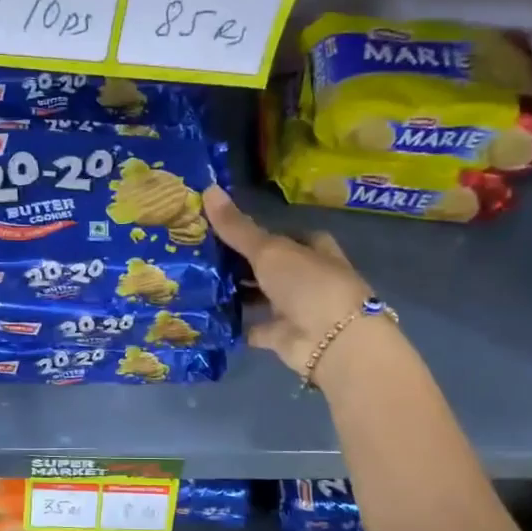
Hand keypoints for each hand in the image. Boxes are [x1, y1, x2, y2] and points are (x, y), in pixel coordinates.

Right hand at [203, 185, 380, 380]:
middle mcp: (307, 277)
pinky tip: (209, 317)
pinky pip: (255, 328)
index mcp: (313, 249)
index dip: (259, 232)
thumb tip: (208, 188)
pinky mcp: (284, 336)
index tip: (224, 229)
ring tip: (198, 284)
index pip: (285, 234)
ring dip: (239, 293)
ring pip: (262, 296)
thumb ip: (237, 227)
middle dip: (243, 263)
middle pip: (272, 266)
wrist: (333, 342)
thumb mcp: (269, 250)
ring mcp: (296, 308)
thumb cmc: (307, 284)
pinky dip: (238, 325)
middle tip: (202, 255)